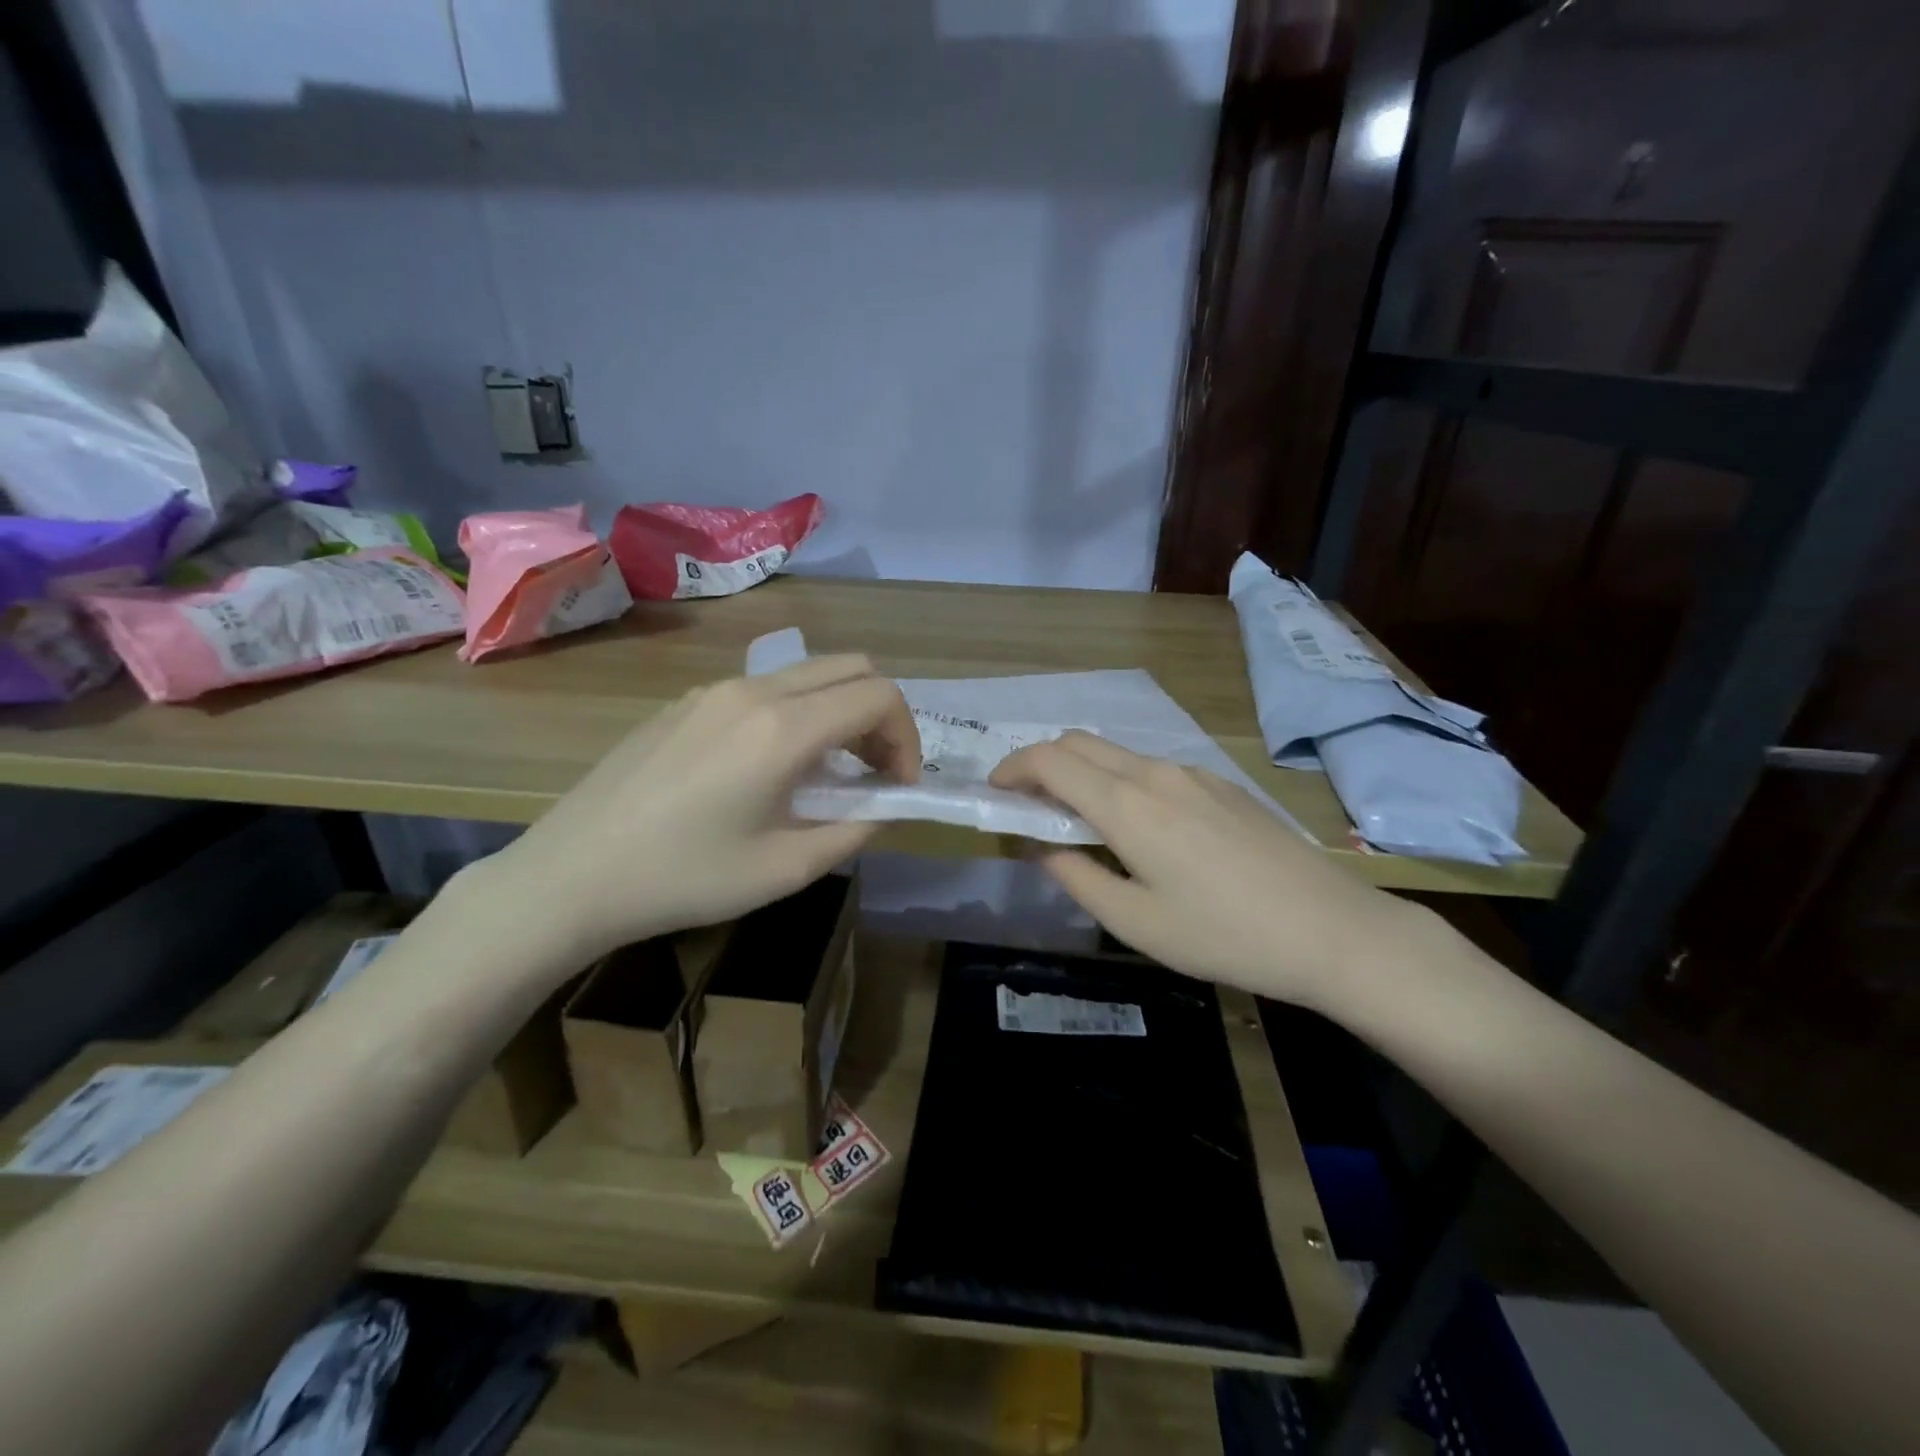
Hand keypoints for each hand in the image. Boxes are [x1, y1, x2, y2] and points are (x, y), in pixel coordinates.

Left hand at [491, 656, 918, 963]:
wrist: (572, 875)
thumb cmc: (685, 879)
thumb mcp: (785, 869)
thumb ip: (854, 828)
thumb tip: (883, 805)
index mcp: (782, 728)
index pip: (879, 696)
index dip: (906, 738)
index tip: (898, 786)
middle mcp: (753, 690)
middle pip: (850, 667)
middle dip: (880, 716)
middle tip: (873, 772)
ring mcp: (714, 690)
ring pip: (807, 673)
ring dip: (838, 711)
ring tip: (826, 772)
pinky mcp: (686, 702)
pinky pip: (764, 688)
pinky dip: (796, 713)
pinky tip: (768, 768)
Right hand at [990, 733, 1424, 1010]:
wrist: (1333, 929)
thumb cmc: (1224, 935)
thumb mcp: (1136, 922)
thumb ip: (1078, 877)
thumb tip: (1044, 847)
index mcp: (1128, 805)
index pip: (1050, 760)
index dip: (1013, 768)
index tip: (996, 793)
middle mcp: (1156, 773)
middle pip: (1080, 743)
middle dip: (1042, 763)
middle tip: (1029, 805)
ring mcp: (1194, 774)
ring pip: (1117, 753)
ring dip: (1082, 772)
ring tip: (1080, 821)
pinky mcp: (1222, 785)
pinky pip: (1152, 767)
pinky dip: (1120, 780)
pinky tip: (1139, 826)